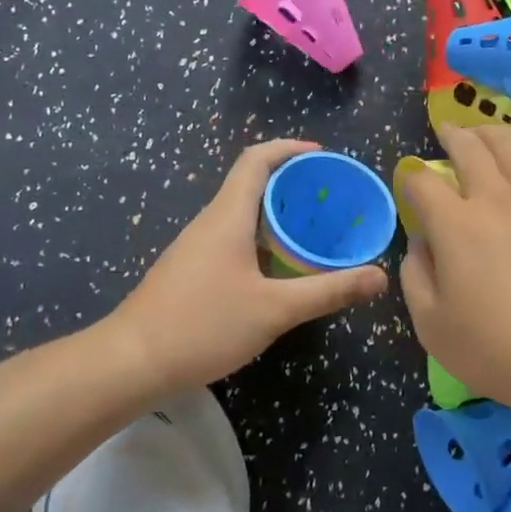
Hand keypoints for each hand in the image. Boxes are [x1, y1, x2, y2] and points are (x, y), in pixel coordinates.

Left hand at [114, 140, 388, 390]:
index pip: (256, 160)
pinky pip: (231, 238)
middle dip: (291, 183)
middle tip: (329, 199)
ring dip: (275, 214)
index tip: (322, 155)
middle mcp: (210, 222)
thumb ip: (328, 291)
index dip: (289, 148)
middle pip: (250, 184)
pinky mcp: (189, 271)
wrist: (130, 363)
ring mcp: (195, 247)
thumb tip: (379, 277)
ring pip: (240, 214)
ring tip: (313, 231)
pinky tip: (278, 268)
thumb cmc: (202, 325)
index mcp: (228, 216)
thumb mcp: (275, 310)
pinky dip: (260, 239)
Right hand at [399, 124, 510, 412]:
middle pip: (470, 148)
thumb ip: (415, 276)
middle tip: (445, 131)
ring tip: (482, 134)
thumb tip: (420, 243)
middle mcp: (496, 199)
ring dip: (490, 134)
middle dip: (451, 135)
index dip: (411, 177)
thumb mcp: (431, 324)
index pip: (424, 182)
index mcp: (455, 224)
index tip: (409, 181)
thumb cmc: (495, 349)